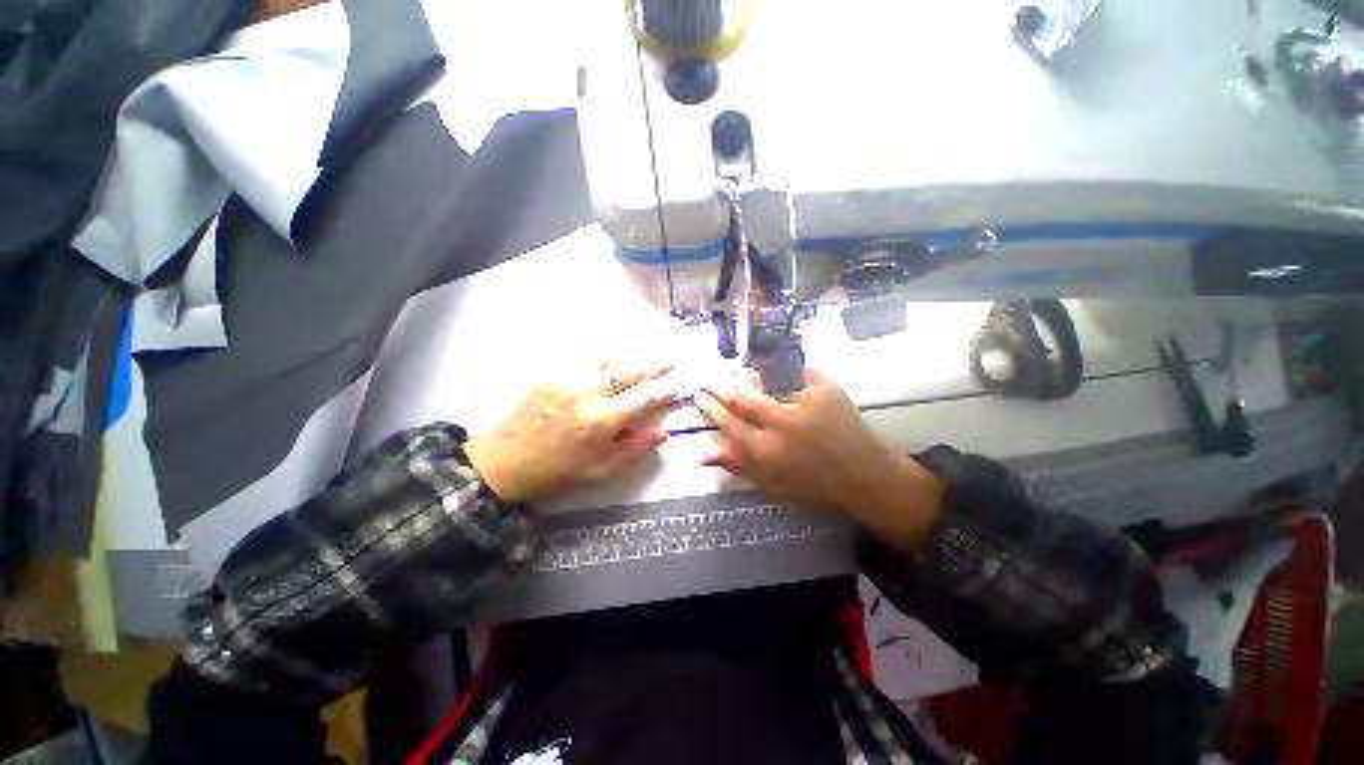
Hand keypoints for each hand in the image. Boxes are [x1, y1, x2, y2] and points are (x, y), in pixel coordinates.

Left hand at [465, 360, 677, 503]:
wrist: (504, 460)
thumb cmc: (557, 470)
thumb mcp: (601, 470)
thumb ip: (635, 449)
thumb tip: (664, 432)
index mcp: (603, 420)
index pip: (645, 397)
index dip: (666, 388)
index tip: (680, 382)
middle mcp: (590, 391)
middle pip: (632, 369)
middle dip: (656, 363)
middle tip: (673, 357)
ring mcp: (570, 377)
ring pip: (612, 356)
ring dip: (634, 353)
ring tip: (649, 348)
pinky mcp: (554, 371)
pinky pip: (588, 354)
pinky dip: (608, 352)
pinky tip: (617, 351)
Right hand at [695, 368, 942, 547]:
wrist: (866, 475)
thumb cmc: (816, 485)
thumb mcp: (773, 484)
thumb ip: (739, 466)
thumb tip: (703, 456)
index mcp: (768, 451)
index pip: (730, 423)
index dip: (712, 408)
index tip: (702, 397)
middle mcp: (783, 423)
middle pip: (743, 399)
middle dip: (722, 389)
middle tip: (712, 382)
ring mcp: (806, 402)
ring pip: (766, 380)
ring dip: (751, 378)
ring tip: (745, 379)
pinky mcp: (825, 388)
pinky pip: (795, 370)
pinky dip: (782, 369)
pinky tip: (775, 371)